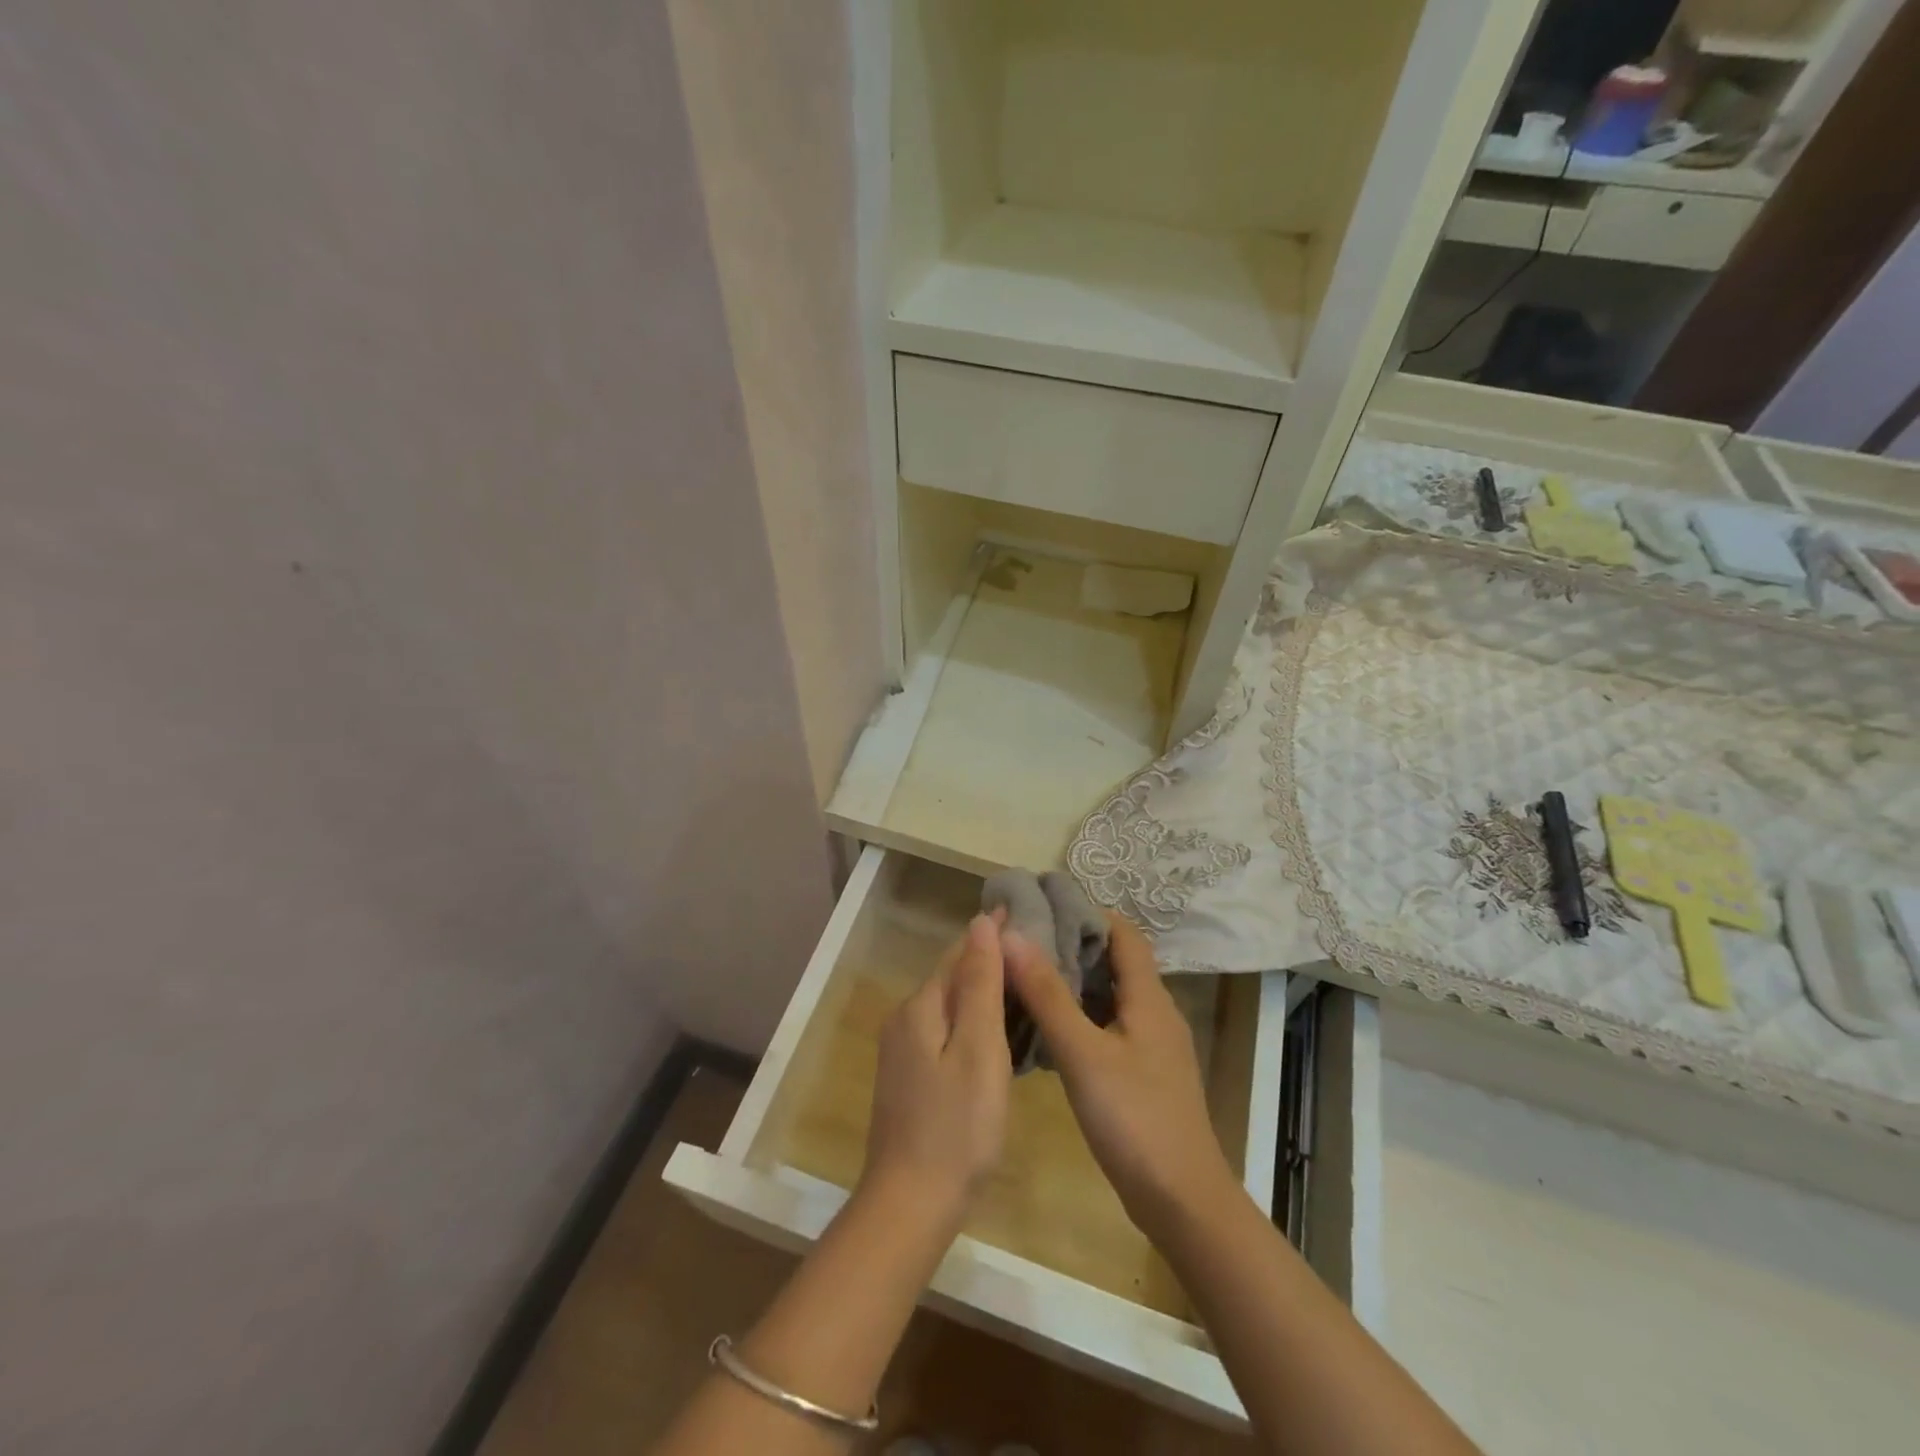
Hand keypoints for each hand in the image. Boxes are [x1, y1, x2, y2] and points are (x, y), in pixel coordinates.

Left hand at [860, 912, 1011, 1236]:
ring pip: (948, 1005)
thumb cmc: (956, 1127)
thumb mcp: (977, 1049)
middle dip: (988, 959)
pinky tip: (997, 1031)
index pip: (960, 953)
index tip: (1026, 914)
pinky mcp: (909, 1078)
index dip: (992, 934)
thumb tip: (980, 923)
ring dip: (982, 989)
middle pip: (951, 976)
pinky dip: (972, 1020)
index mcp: (921, 1007)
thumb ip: (978, 984)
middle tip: (1036, 949)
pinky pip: (945, 1031)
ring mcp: (902, 1051)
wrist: (909, 1205)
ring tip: (1024, 983)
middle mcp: (905, 1019)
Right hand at [1004, 913, 1239, 1241]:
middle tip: (1025, 939)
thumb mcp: (1083, 1053)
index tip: (1044, 905)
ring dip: (1075, 981)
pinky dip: (1081, 1015)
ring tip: (1027, 975)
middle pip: (1116, 962)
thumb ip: (1047, 995)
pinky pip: (1110, 1026)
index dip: (1088, 912)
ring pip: (1111, 996)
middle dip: (1074, 944)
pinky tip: (1048, 1028)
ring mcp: (1153, 1046)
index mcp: (1149, 998)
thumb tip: (1012, 935)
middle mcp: (1156, 1012)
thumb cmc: (1134, 1119)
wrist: (1182, 1201)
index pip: (1124, 933)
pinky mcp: (1145, 1073)